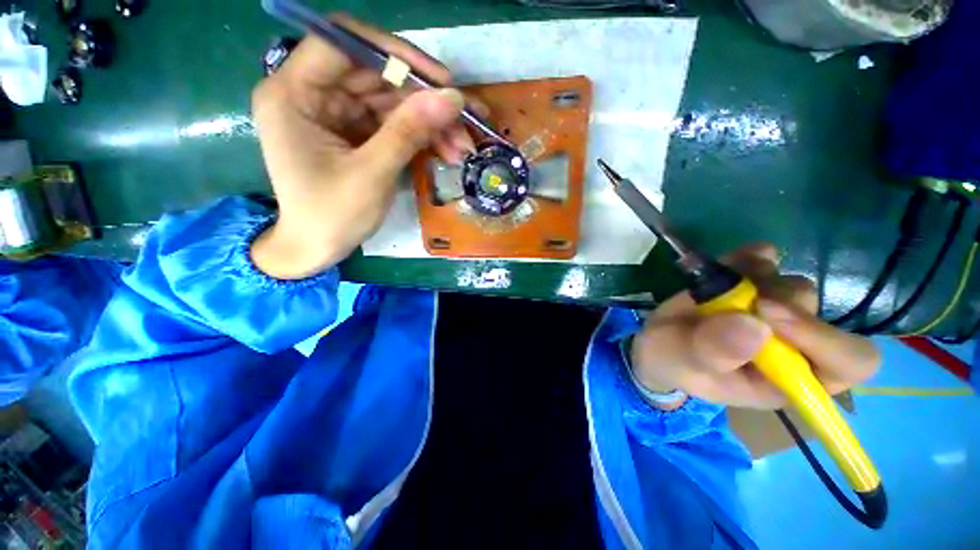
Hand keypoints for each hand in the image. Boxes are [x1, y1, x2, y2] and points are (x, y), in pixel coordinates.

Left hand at [250, 14, 475, 278]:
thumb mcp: (372, 174)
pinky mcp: (355, 133)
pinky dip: (421, 137)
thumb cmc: (332, 216)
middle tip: (465, 119)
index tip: (439, 79)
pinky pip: (393, 124)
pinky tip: (447, 152)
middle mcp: (312, 94)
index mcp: (293, 93)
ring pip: (391, 102)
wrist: (317, 249)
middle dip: (424, 99)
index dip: (394, 53)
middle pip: (376, 75)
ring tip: (463, 146)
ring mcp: (336, 114)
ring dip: (430, 122)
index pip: (343, 43)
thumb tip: (453, 98)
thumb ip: (409, 131)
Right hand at [630, 242, 879, 409]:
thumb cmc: (675, 362)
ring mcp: (777, 311)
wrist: (659, 340)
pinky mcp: (754, 285)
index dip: (823, 337)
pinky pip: (767, 261)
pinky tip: (731, 263)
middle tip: (733, 300)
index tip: (768, 314)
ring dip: (757, 279)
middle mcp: (795, 344)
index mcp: (791, 378)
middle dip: (774, 301)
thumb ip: (715, 352)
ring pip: (793, 284)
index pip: (849, 361)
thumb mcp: (686, 365)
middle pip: (817, 311)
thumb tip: (754, 325)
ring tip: (718, 289)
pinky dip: (750, 257)